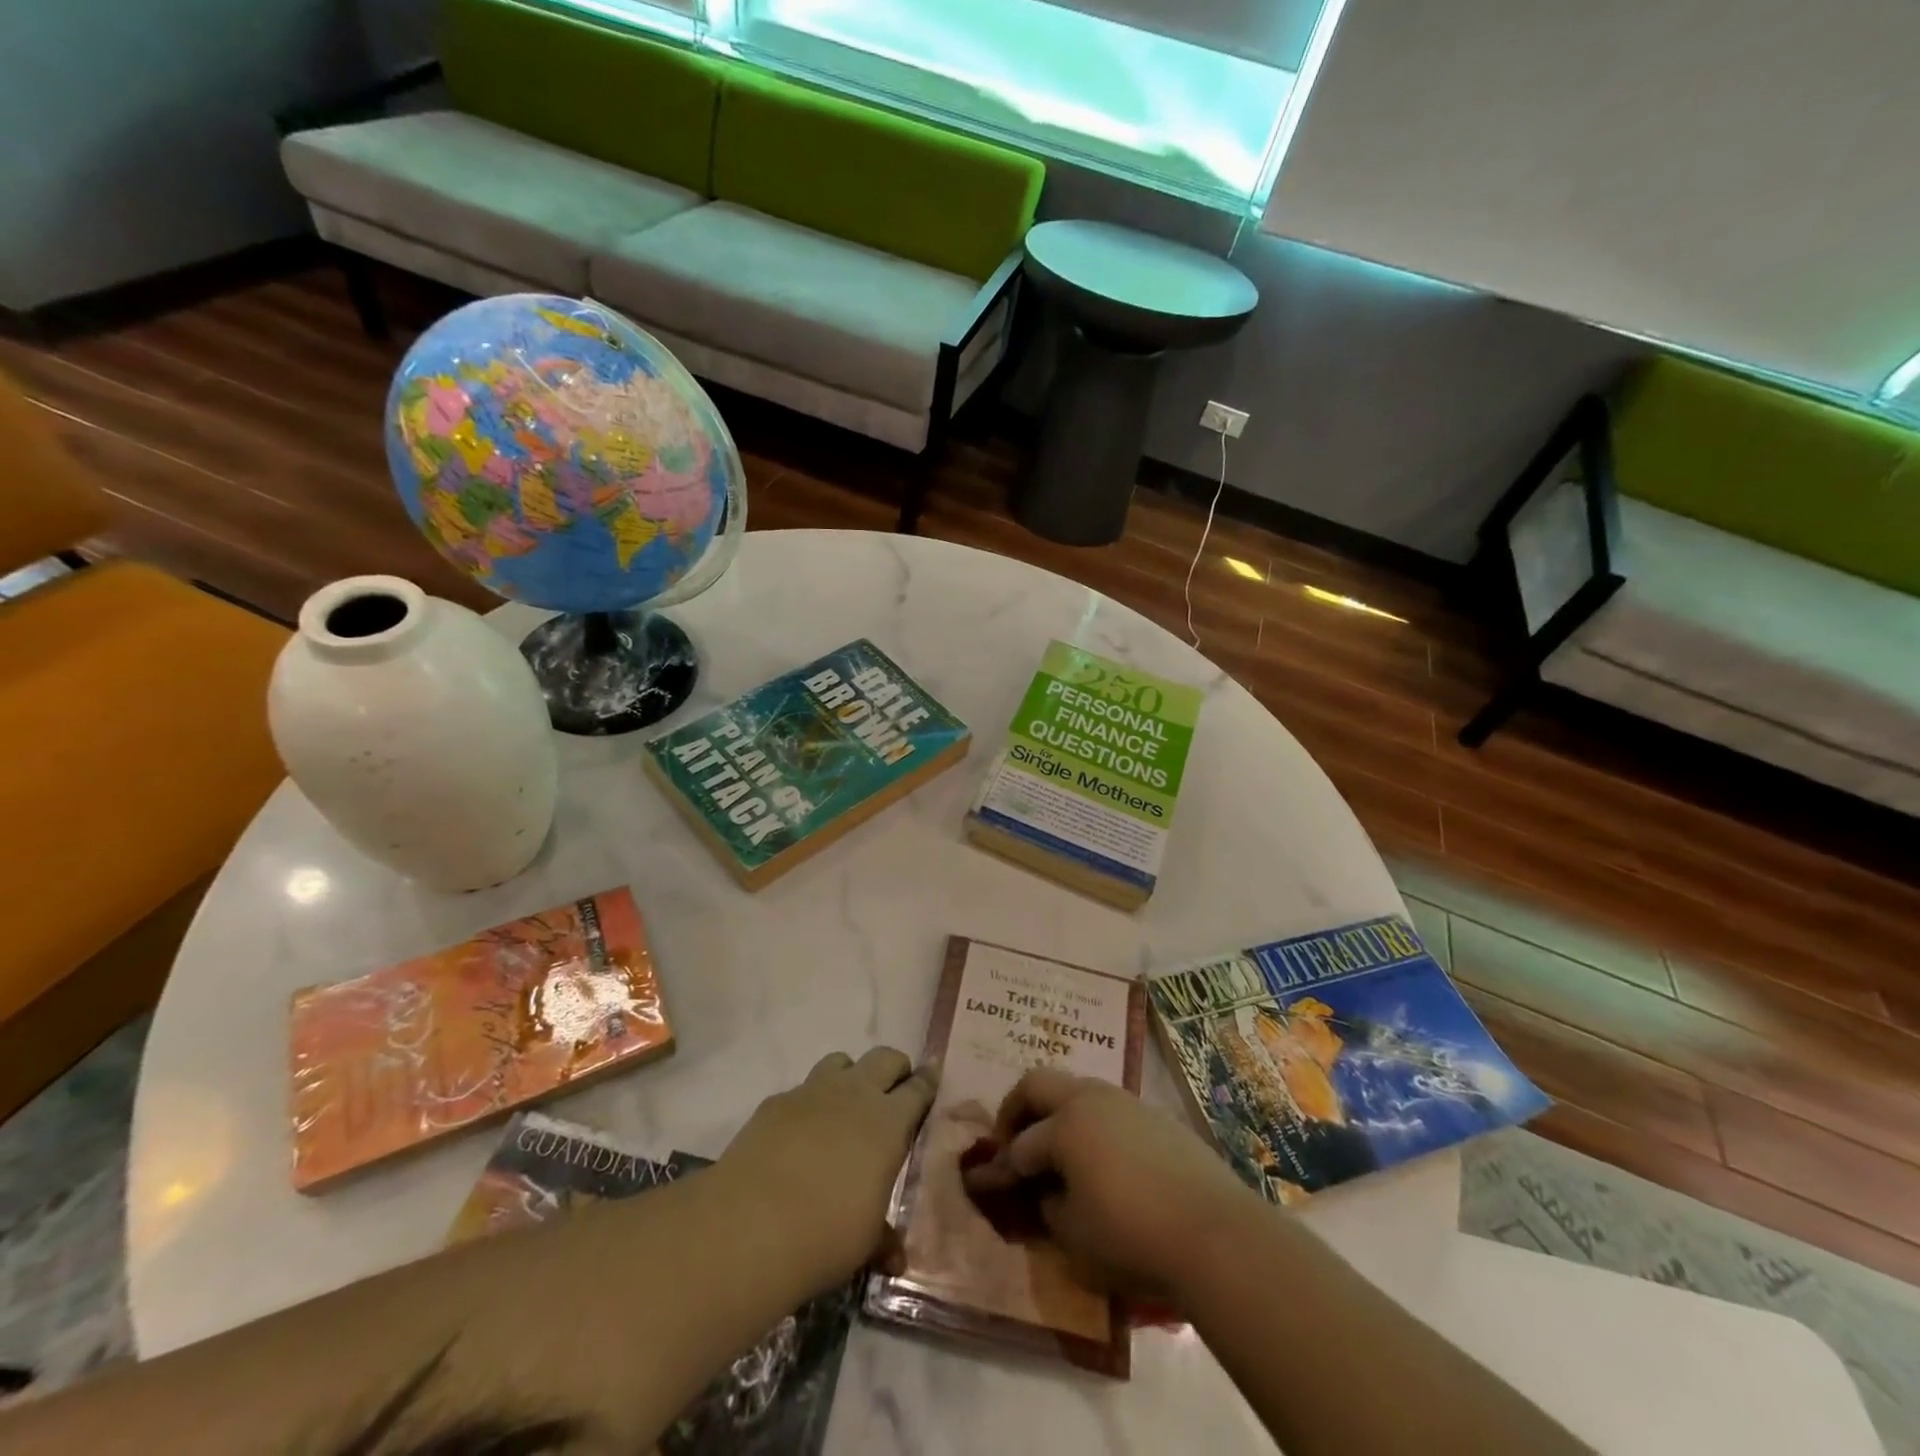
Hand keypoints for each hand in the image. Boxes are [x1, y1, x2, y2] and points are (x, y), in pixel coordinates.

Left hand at [716, 1048, 937, 1294]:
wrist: (750, 1225)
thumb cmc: (825, 1235)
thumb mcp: (865, 1241)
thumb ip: (884, 1238)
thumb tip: (896, 1257)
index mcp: (889, 1122)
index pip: (919, 1088)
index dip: (927, 1083)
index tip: (930, 1081)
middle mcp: (855, 1094)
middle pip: (884, 1058)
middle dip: (893, 1070)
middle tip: (893, 1093)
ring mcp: (812, 1092)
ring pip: (841, 1062)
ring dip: (849, 1077)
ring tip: (844, 1108)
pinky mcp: (775, 1102)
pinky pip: (801, 1090)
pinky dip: (808, 1104)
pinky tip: (798, 1137)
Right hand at [961, 1068, 1254, 1298]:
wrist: (1216, 1233)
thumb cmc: (1133, 1236)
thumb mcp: (1074, 1236)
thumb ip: (1048, 1206)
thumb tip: (1046, 1191)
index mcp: (1064, 1124)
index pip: (1021, 1145)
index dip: (1001, 1168)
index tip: (988, 1183)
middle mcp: (1091, 1099)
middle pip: (1039, 1083)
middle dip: (1017, 1109)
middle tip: (1012, 1142)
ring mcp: (1126, 1102)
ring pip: (1077, 1089)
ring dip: (1058, 1112)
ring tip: (1058, 1151)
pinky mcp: (1155, 1116)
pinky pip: (1110, 1108)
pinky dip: (1092, 1124)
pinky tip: (1103, 1160)